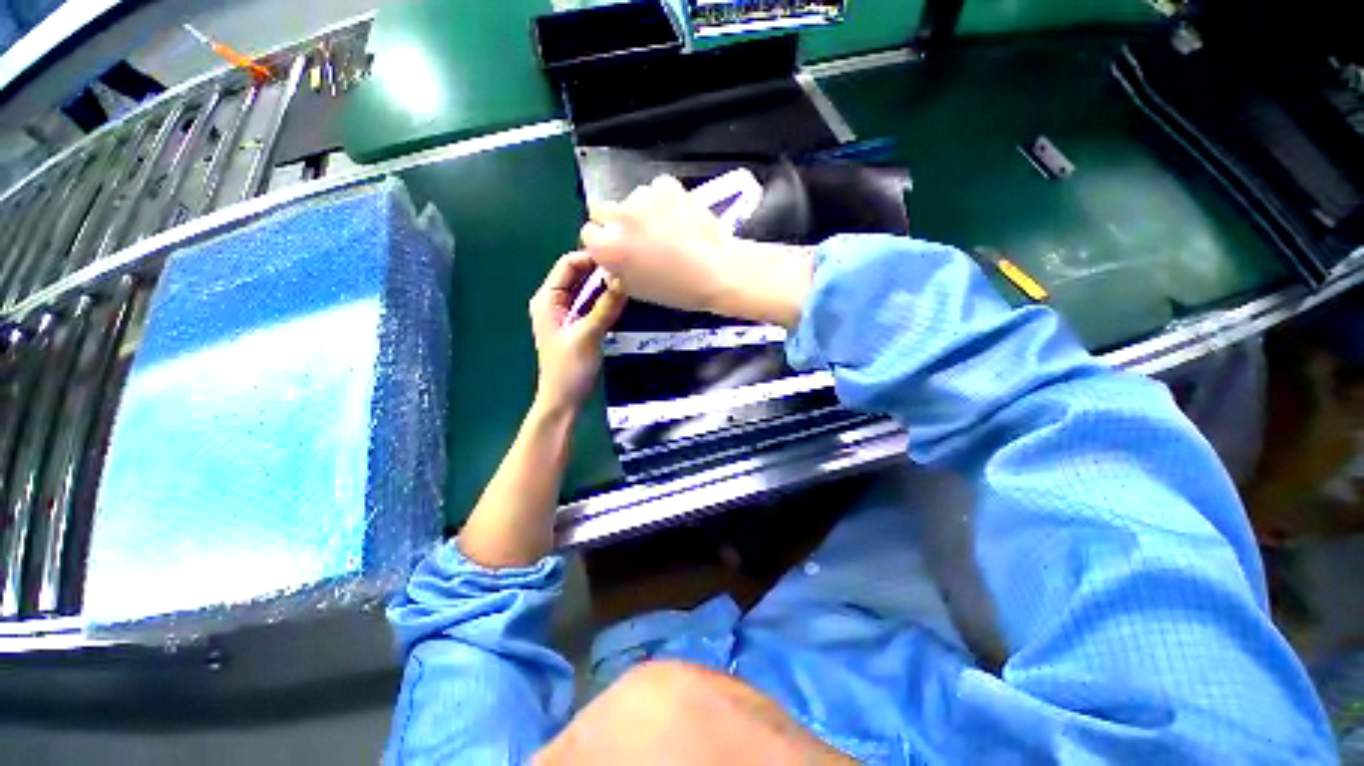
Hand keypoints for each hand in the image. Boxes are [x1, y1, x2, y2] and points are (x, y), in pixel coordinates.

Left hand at [529, 251, 625, 414]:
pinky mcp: (577, 323)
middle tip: (629, 271)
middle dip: (601, 271)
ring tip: (629, 283)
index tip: (620, 258)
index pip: (569, 264)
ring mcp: (565, 312)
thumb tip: (624, 278)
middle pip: (578, 274)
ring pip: (587, 289)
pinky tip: (621, 300)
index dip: (592, 258)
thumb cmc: (570, 368)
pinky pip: (592, 303)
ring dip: (605, 286)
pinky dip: (605, 300)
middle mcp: (554, 300)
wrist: (564, 399)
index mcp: (547, 298)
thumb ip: (606, 306)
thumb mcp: (588, 334)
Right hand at [582, 175, 813, 327]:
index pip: (589, 235)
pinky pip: (656, 189)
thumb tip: (612, 267)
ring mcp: (642, 198)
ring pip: (632, 199)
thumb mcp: (639, 291)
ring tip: (666, 228)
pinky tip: (679, 216)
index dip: (602, 243)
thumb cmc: (677, 290)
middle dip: (615, 223)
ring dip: (641, 211)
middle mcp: (618, 217)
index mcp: (607, 247)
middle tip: (637, 237)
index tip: (617, 249)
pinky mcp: (666, 186)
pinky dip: (663, 200)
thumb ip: (617, 275)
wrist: (717, 271)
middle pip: (602, 210)